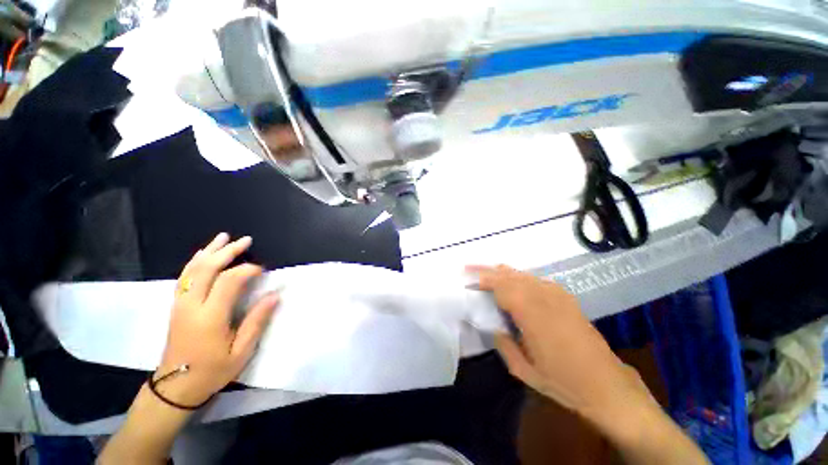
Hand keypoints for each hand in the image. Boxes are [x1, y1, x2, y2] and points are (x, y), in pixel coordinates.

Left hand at [155, 233, 279, 406]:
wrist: (175, 386)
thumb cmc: (212, 371)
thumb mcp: (241, 351)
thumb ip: (257, 321)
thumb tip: (275, 295)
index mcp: (210, 317)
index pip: (229, 282)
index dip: (247, 270)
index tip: (263, 270)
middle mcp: (192, 305)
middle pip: (207, 269)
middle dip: (227, 252)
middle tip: (246, 240)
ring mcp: (180, 304)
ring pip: (193, 270)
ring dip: (210, 251)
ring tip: (224, 237)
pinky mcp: (177, 306)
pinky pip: (184, 277)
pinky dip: (195, 262)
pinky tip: (203, 254)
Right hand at [471, 265, 655, 425]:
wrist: (607, 385)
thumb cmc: (563, 382)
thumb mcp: (524, 371)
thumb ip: (503, 344)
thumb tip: (491, 325)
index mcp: (532, 315)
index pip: (502, 288)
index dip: (483, 281)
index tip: (468, 279)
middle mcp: (544, 298)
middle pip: (510, 276)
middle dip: (488, 270)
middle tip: (470, 266)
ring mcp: (557, 296)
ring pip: (523, 275)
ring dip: (503, 271)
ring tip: (487, 269)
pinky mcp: (566, 298)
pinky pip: (537, 280)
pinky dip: (520, 276)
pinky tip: (514, 279)